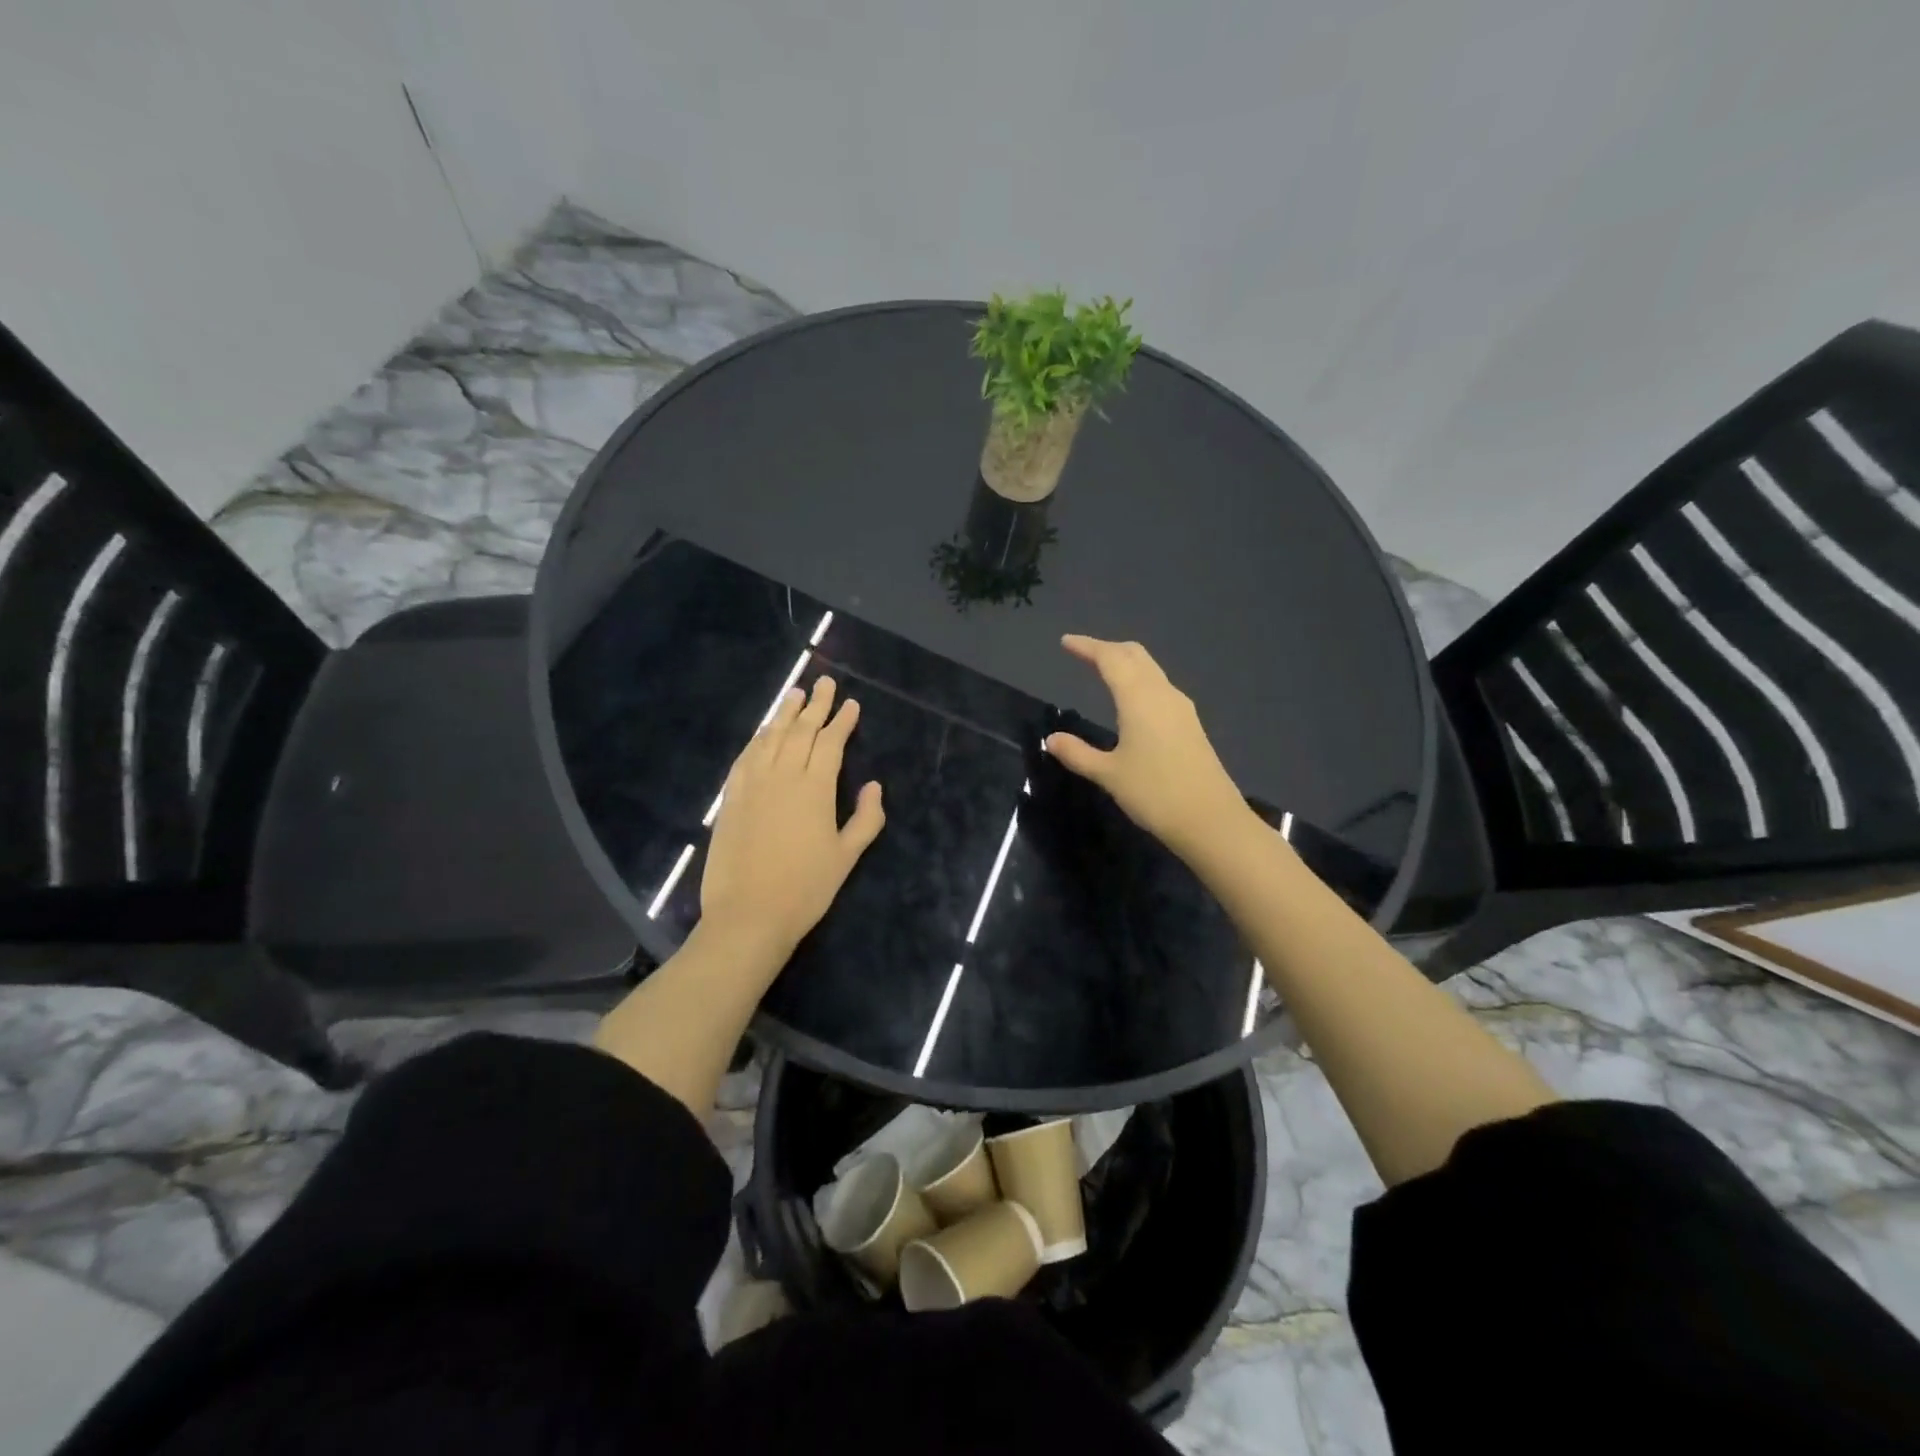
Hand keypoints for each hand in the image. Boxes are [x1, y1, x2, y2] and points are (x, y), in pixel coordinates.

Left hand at [701, 675, 885, 957]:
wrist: (748, 915)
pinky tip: (763, 731)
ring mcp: (753, 784)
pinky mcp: (731, 798)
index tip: (851, 703)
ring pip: (771, 738)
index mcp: (816, 788)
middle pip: (801, 731)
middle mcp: (784, 776)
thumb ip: (866, 818)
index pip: (831, 743)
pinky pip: (746, 757)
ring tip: (795, 694)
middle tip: (824, 682)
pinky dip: (757, 739)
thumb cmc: (806, 889)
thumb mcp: (847, 857)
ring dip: (785, 713)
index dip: (842, 721)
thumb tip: (874, 785)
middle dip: (816, 705)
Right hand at [1046, 635, 1249, 861]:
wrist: (1210, 820)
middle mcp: (1162, 694)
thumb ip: (1078, 754)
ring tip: (1103, 670)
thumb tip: (1051, 739)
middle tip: (1083, 653)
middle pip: (1135, 655)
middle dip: (1107, 649)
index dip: (1087, 647)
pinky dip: (1139, 680)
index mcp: (1139, 698)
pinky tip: (1130, 699)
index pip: (1110, 659)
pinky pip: (1159, 687)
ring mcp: (1180, 708)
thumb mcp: (1108, 774)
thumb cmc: (1155, 794)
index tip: (1066, 642)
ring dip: (1125, 663)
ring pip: (1150, 669)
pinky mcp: (1190, 724)